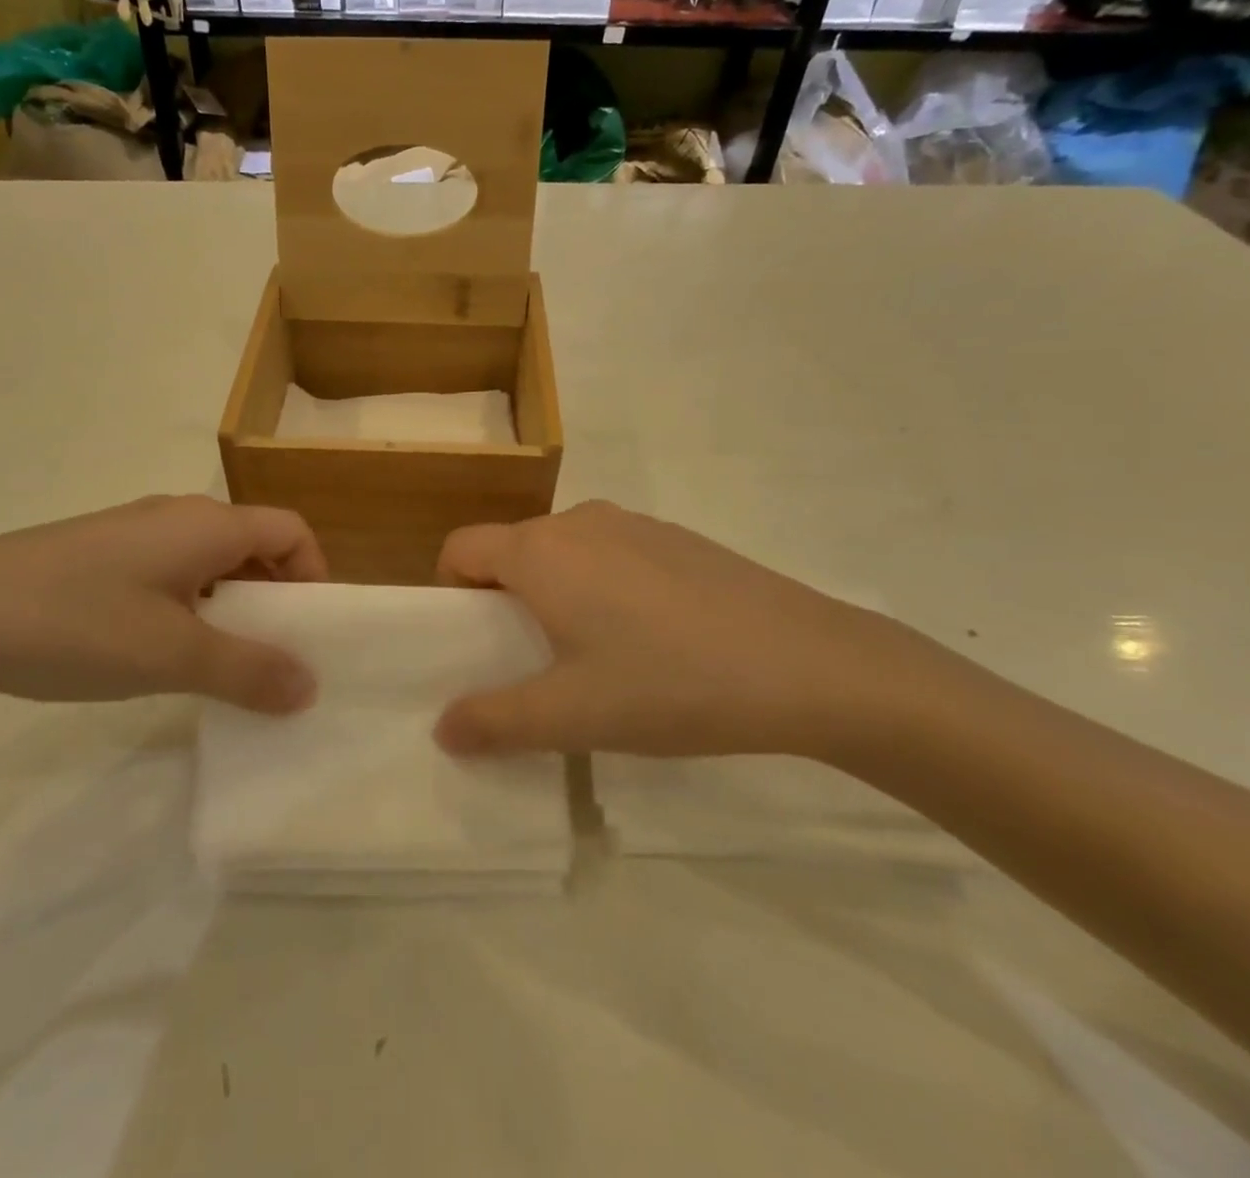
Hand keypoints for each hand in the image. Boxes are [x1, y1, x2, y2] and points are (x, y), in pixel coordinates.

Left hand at [0, 495, 327, 714]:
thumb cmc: (75, 624)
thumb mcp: (171, 654)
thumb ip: (248, 670)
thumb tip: (310, 687)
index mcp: (206, 524)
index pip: (291, 531)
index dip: (313, 575)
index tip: (308, 632)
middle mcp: (177, 517)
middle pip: (254, 545)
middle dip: (275, 598)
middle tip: (273, 658)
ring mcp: (134, 535)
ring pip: (210, 564)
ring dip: (232, 608)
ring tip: (223, 665)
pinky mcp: (100, 558)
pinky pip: (171, 576)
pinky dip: (191, 610)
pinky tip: (163, 654)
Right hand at [433, 501, 942, 759]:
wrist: (805, 663)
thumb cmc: (668, 683)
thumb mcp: (571, 715)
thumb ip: (494, 721)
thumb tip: (444, 728)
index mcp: (540, 551)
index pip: (461, 547)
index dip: (452, 593)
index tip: (477, 644)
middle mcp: (580, 521)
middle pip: (512, 549)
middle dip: (506, 601)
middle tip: (534, 663)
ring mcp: (634, 524)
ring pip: (565, 553)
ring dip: (558, 594)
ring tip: (596, 657)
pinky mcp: (677, 538)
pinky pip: (614, 555)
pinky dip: (606, 588)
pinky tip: (654, 641)